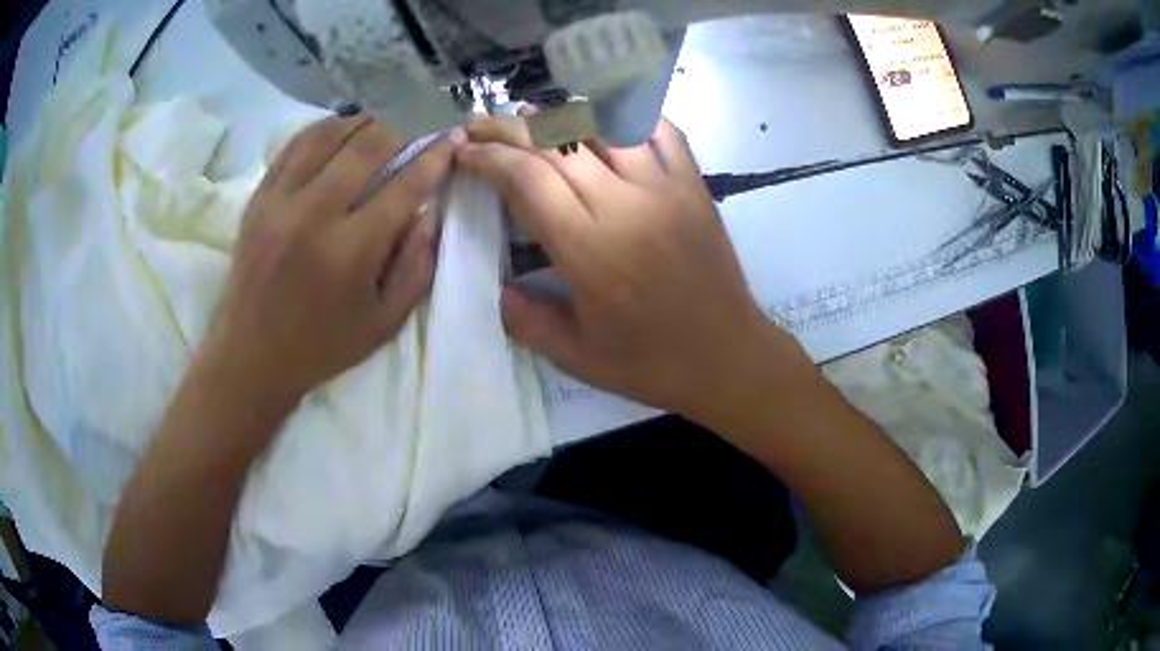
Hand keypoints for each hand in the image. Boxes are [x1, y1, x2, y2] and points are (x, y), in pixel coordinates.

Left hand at [202, 114, 458, 404]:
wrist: (250, 357)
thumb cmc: (322, 347)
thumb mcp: (384, 323)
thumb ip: (417, 267)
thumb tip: (430, 212)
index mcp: (351, 251)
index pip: (404, 185)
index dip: (434, 157)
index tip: (452, 139)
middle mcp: (314, 214)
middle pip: (367, 146)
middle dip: (400, 133)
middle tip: (411, 139)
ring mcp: (279, 201)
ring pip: (328, 135)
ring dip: (361, 124)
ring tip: (377, 130)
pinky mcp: (258, 199)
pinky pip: (293, 146)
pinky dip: (322, 131)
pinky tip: (337, 133)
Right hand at [457, 117, 802, 422]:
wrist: (728, 357)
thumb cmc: (651, 364)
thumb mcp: (575, 356)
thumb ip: (523, 318)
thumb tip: (491, 283)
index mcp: (589, 249)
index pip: (526, 178)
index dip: (488, 158)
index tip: (464, 153)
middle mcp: (625, 204)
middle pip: (556, 142)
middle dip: (508, 129)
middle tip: (480, 127)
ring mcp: (665, 187)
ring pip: (603, 125)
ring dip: (558, 115)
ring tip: (529, 118)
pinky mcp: (694, 183)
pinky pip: (659, 129)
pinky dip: (624, 115)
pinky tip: (600, 119)